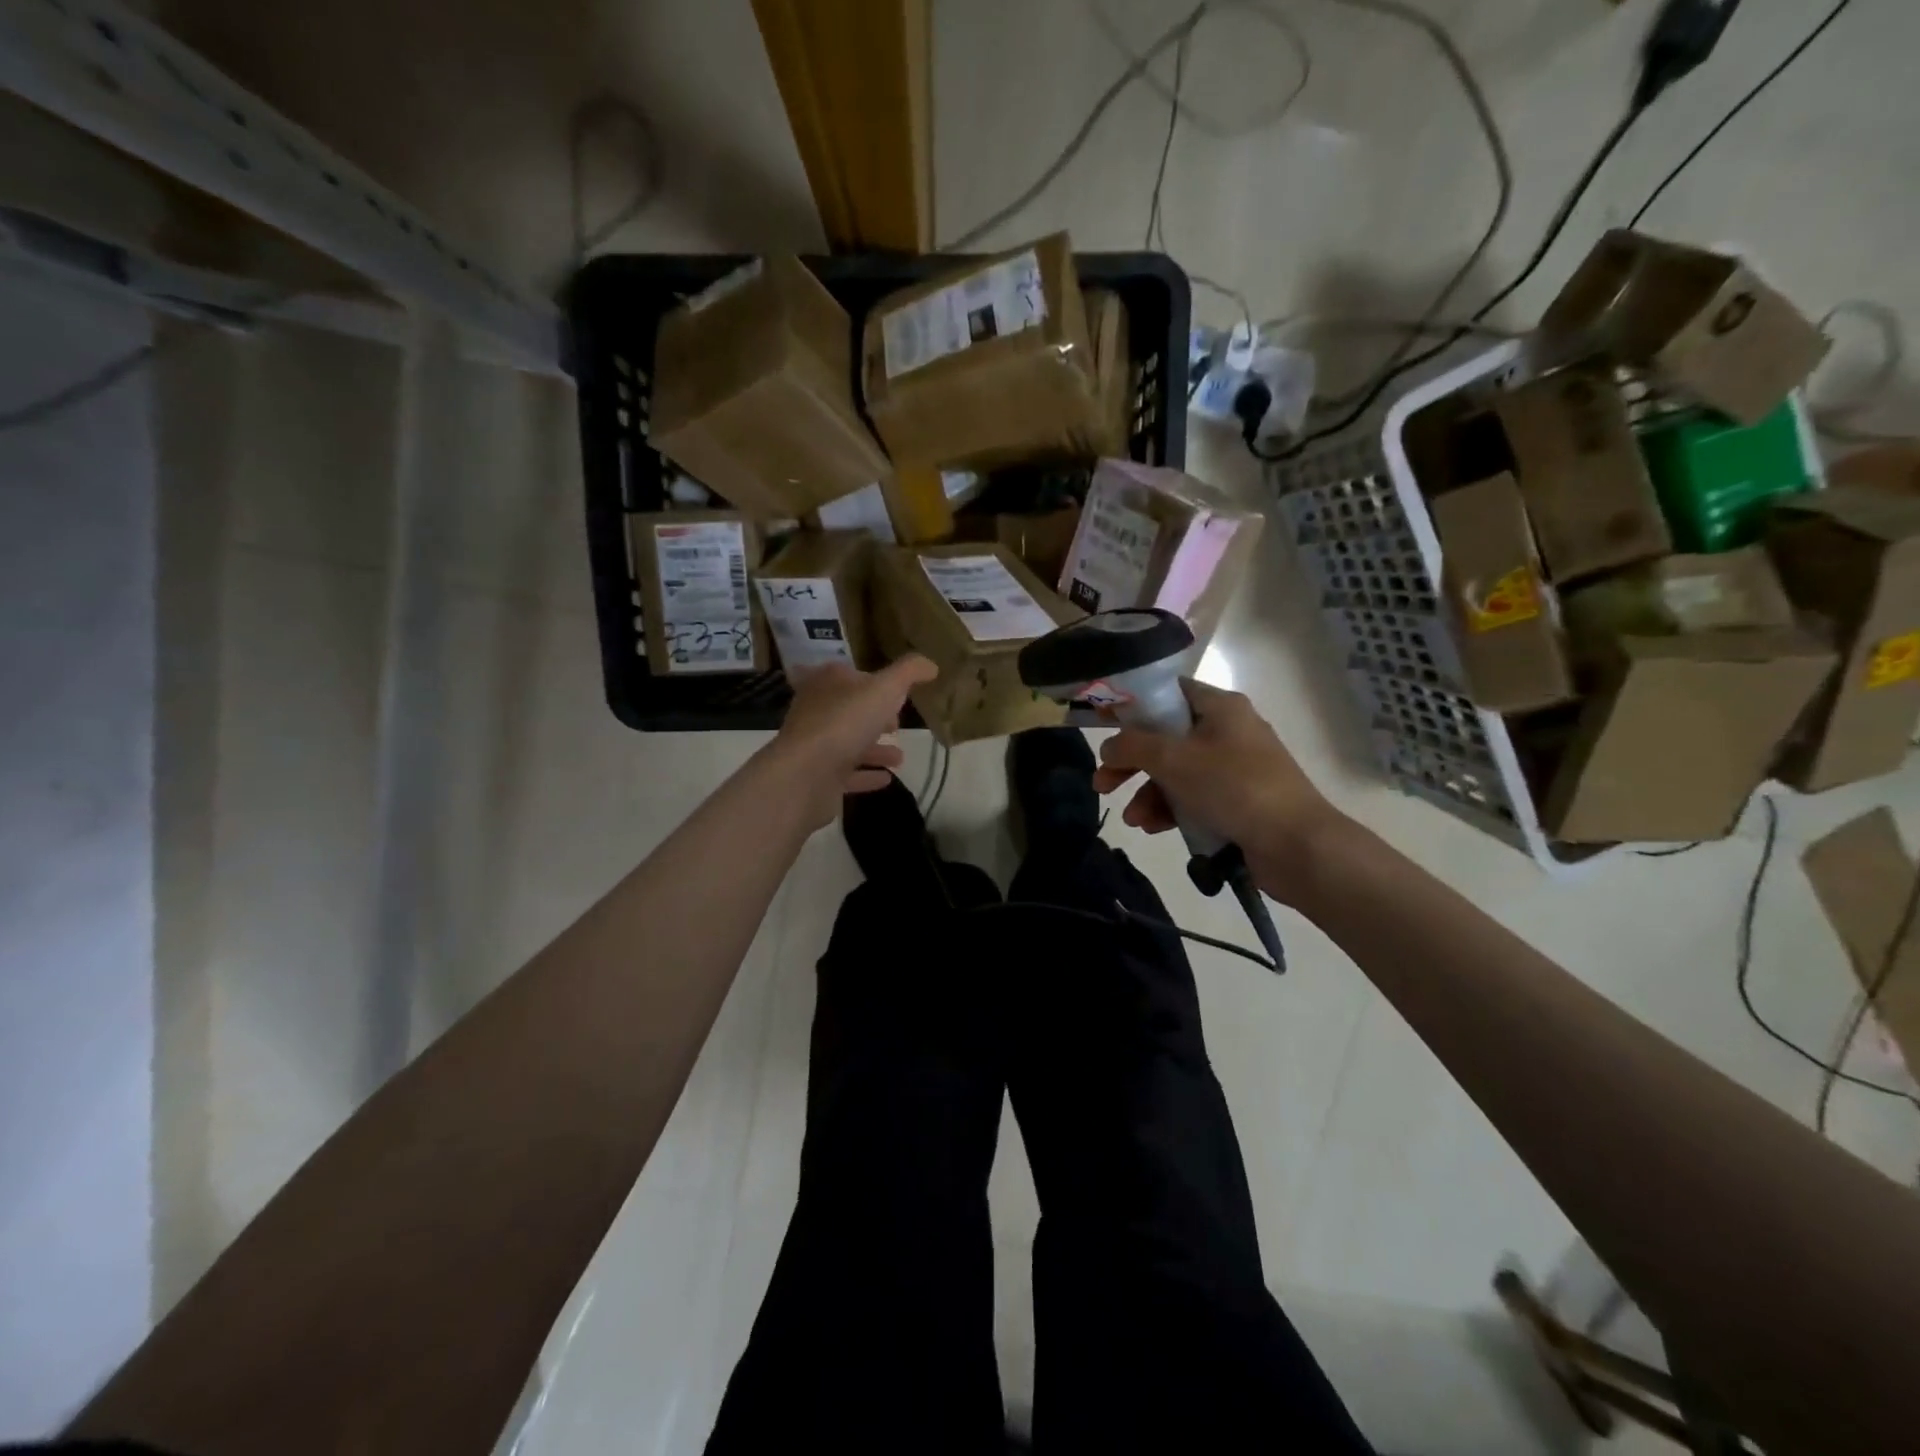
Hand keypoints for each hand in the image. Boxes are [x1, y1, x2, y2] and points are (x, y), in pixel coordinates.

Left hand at [766, 655, 938, 828]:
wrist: (805, 775)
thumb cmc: (844, 722)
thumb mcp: (884, 688)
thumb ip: (908, 673)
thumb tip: (931, 664)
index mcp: (827, 683)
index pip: (849, 675)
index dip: (874, 682)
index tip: (897, 695)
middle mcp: (816, 711)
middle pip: (848, 710)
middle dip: (873, 716)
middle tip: (896, 725)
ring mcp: (814, 745)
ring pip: (848, 743)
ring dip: (874, 749)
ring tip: (900, 757)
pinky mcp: (817, 777)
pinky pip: (846, 774)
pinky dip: (866, 774)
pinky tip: (886, 778)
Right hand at [1092, 679, 1341, 900]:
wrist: (1296, 845)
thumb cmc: (1233, 787)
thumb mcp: (1173, 760)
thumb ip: (1132, 747)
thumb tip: (1108, 746)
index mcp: (1220, 707)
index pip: (1169, 693)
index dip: (1134, 707)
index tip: (1105, 727)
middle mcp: (1228, 731)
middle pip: (1166, 738)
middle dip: (1132, 764)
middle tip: (1103, 784)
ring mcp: (1235, 767)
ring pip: (1177, 772)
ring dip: (1148, 794)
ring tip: (1134, 820)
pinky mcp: (1238, 801)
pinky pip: (1194, 797)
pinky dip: (1171, 809)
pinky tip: (1155, 828)